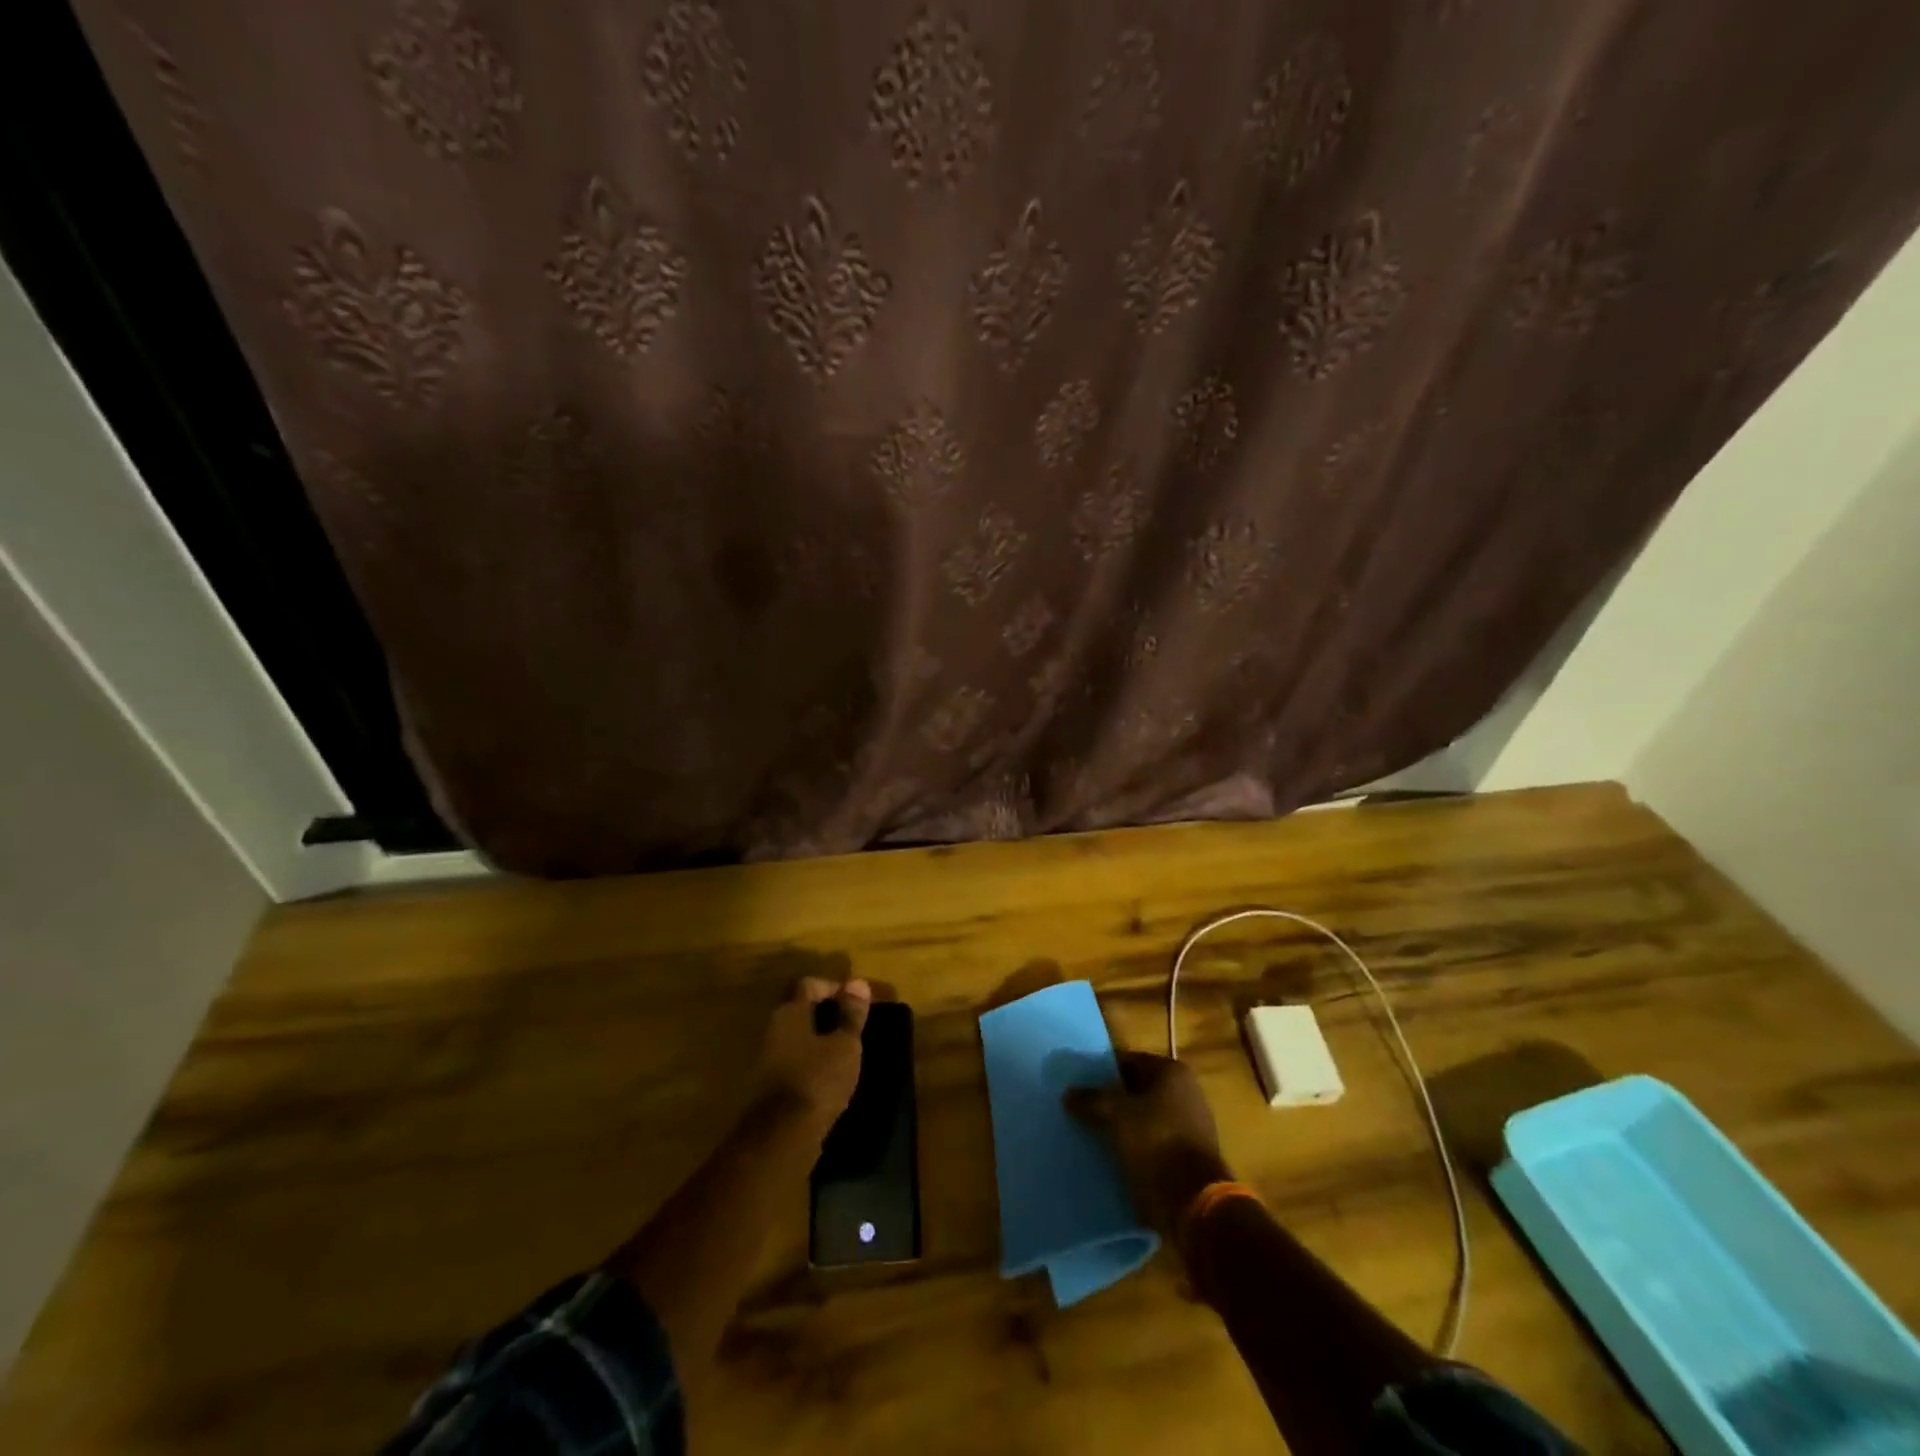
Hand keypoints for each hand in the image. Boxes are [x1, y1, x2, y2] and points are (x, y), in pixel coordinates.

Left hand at [754, 977, 870, 1137]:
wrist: (781, 1139)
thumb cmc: (817, 1081)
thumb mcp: (845, 1045)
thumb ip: (851, 1014)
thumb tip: (857, 982)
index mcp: (789, 1013)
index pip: (810, 984)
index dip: (835, 987)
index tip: (857, 1001)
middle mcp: (772, 1029)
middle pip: (799, 1009)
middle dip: (826, 1013)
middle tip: (852, 1025)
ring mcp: (765, 1059)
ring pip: (795, 1037)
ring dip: (818, 1040)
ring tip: (845, 1052)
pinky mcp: (766, 1087)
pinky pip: (791, 1062)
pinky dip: (810, 1062)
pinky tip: (828, 1077)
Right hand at [1066, 1051, 1231, 1238]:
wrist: (1194, 1201)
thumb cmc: (1156, 1142)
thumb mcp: (1116, 1115)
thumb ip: (1091, 1100)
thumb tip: (1068, 1093)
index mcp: (1172, 1072)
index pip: (1129, 1062)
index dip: (1103, 1071)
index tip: (1080, 1084)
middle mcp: (1187, 1091)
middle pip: (1138, 1090)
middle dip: (1113, 1099)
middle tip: (1083, 1109)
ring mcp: (1191, 1124)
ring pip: (1145, 1117)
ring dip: (1123, 1125)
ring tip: (1093, 1134)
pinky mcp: (1190, 1155)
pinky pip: (1154, 1141)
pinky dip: (1136, 1146)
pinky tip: (1114, 1155)